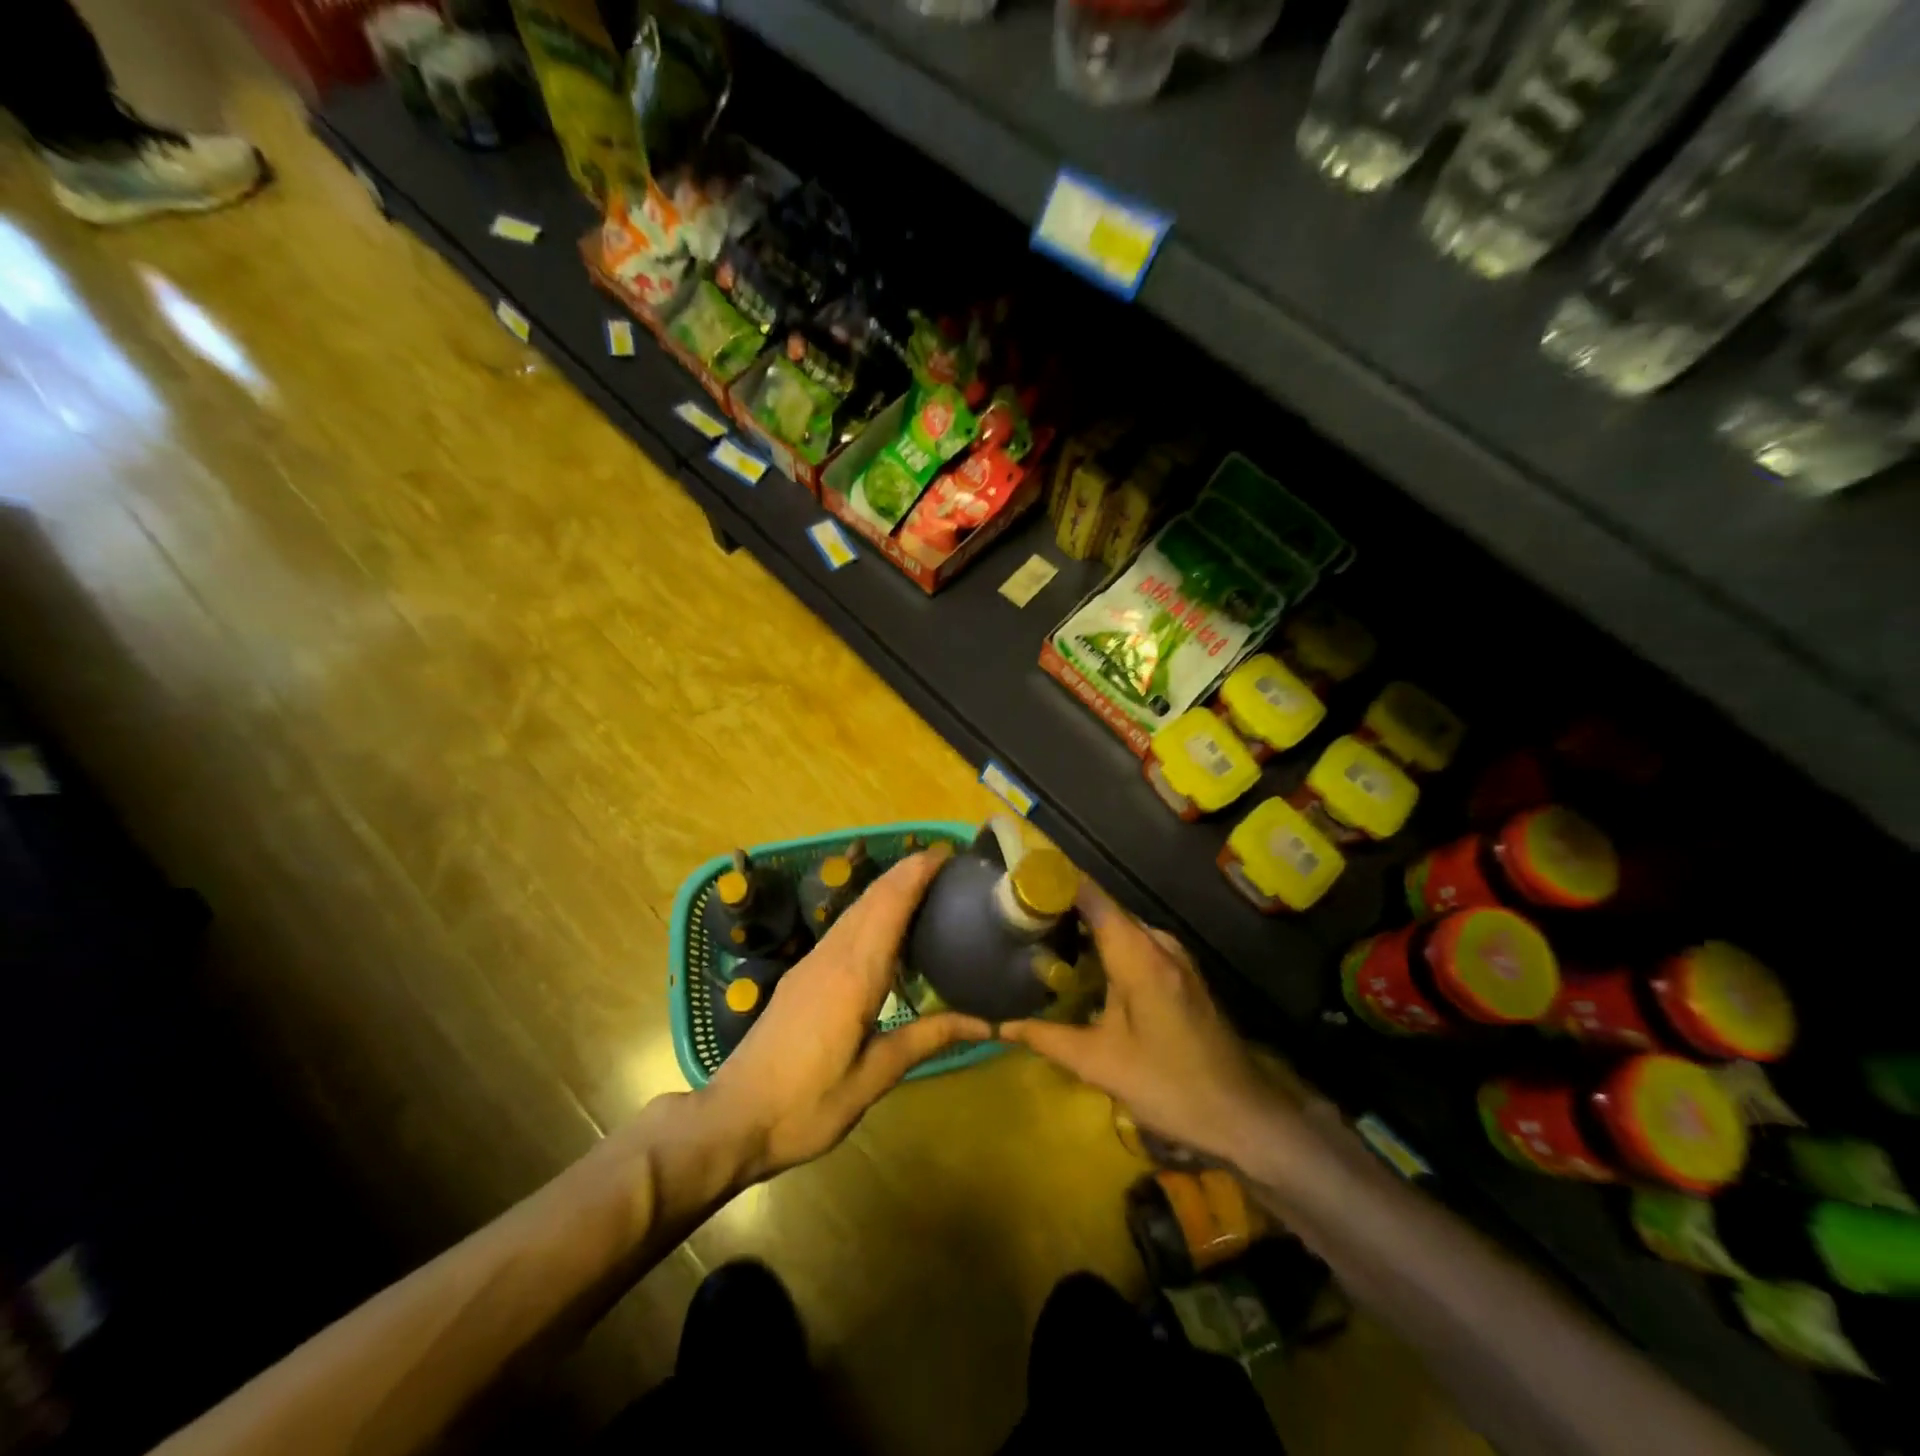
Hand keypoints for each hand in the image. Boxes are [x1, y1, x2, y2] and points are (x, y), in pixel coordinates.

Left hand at [702, 846, 991, 1180]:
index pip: (889, 906)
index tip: (948, 853)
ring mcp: (812, 963)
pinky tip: (887, 924)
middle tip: (949, 863)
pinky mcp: (802, 975)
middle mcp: (832, 956)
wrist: (733, 1119)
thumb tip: (988, 1023)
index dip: (917, 874)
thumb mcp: (874, 1077)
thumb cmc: (808, 1104)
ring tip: (926, 882)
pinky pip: (844, 928)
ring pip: (855, 911)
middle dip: (908, 872)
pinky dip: (872, 910)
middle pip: (872, 899)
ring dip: (889, 887)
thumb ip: (927, 1039)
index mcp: (854, 975)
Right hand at [999, 879, 1302, 1167]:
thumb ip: (1049, 1038)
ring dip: (1085, 932)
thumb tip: (1003, 1026)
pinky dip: (1106, 948)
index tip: (1019, 882)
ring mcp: (1175, 958)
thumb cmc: (1169, 1085)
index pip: (1092, 897)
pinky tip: (1082, 970)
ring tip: (1040, 941)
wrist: (1244, 1116)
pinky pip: (1136, 945)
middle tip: (1019, 921)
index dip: (1056, 883)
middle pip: (1104, 910)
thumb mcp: (1100, 1065)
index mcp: (1140, 955)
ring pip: (1121, 929)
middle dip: (1063, 910)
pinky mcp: (1182, 975)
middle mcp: (1159, 944)